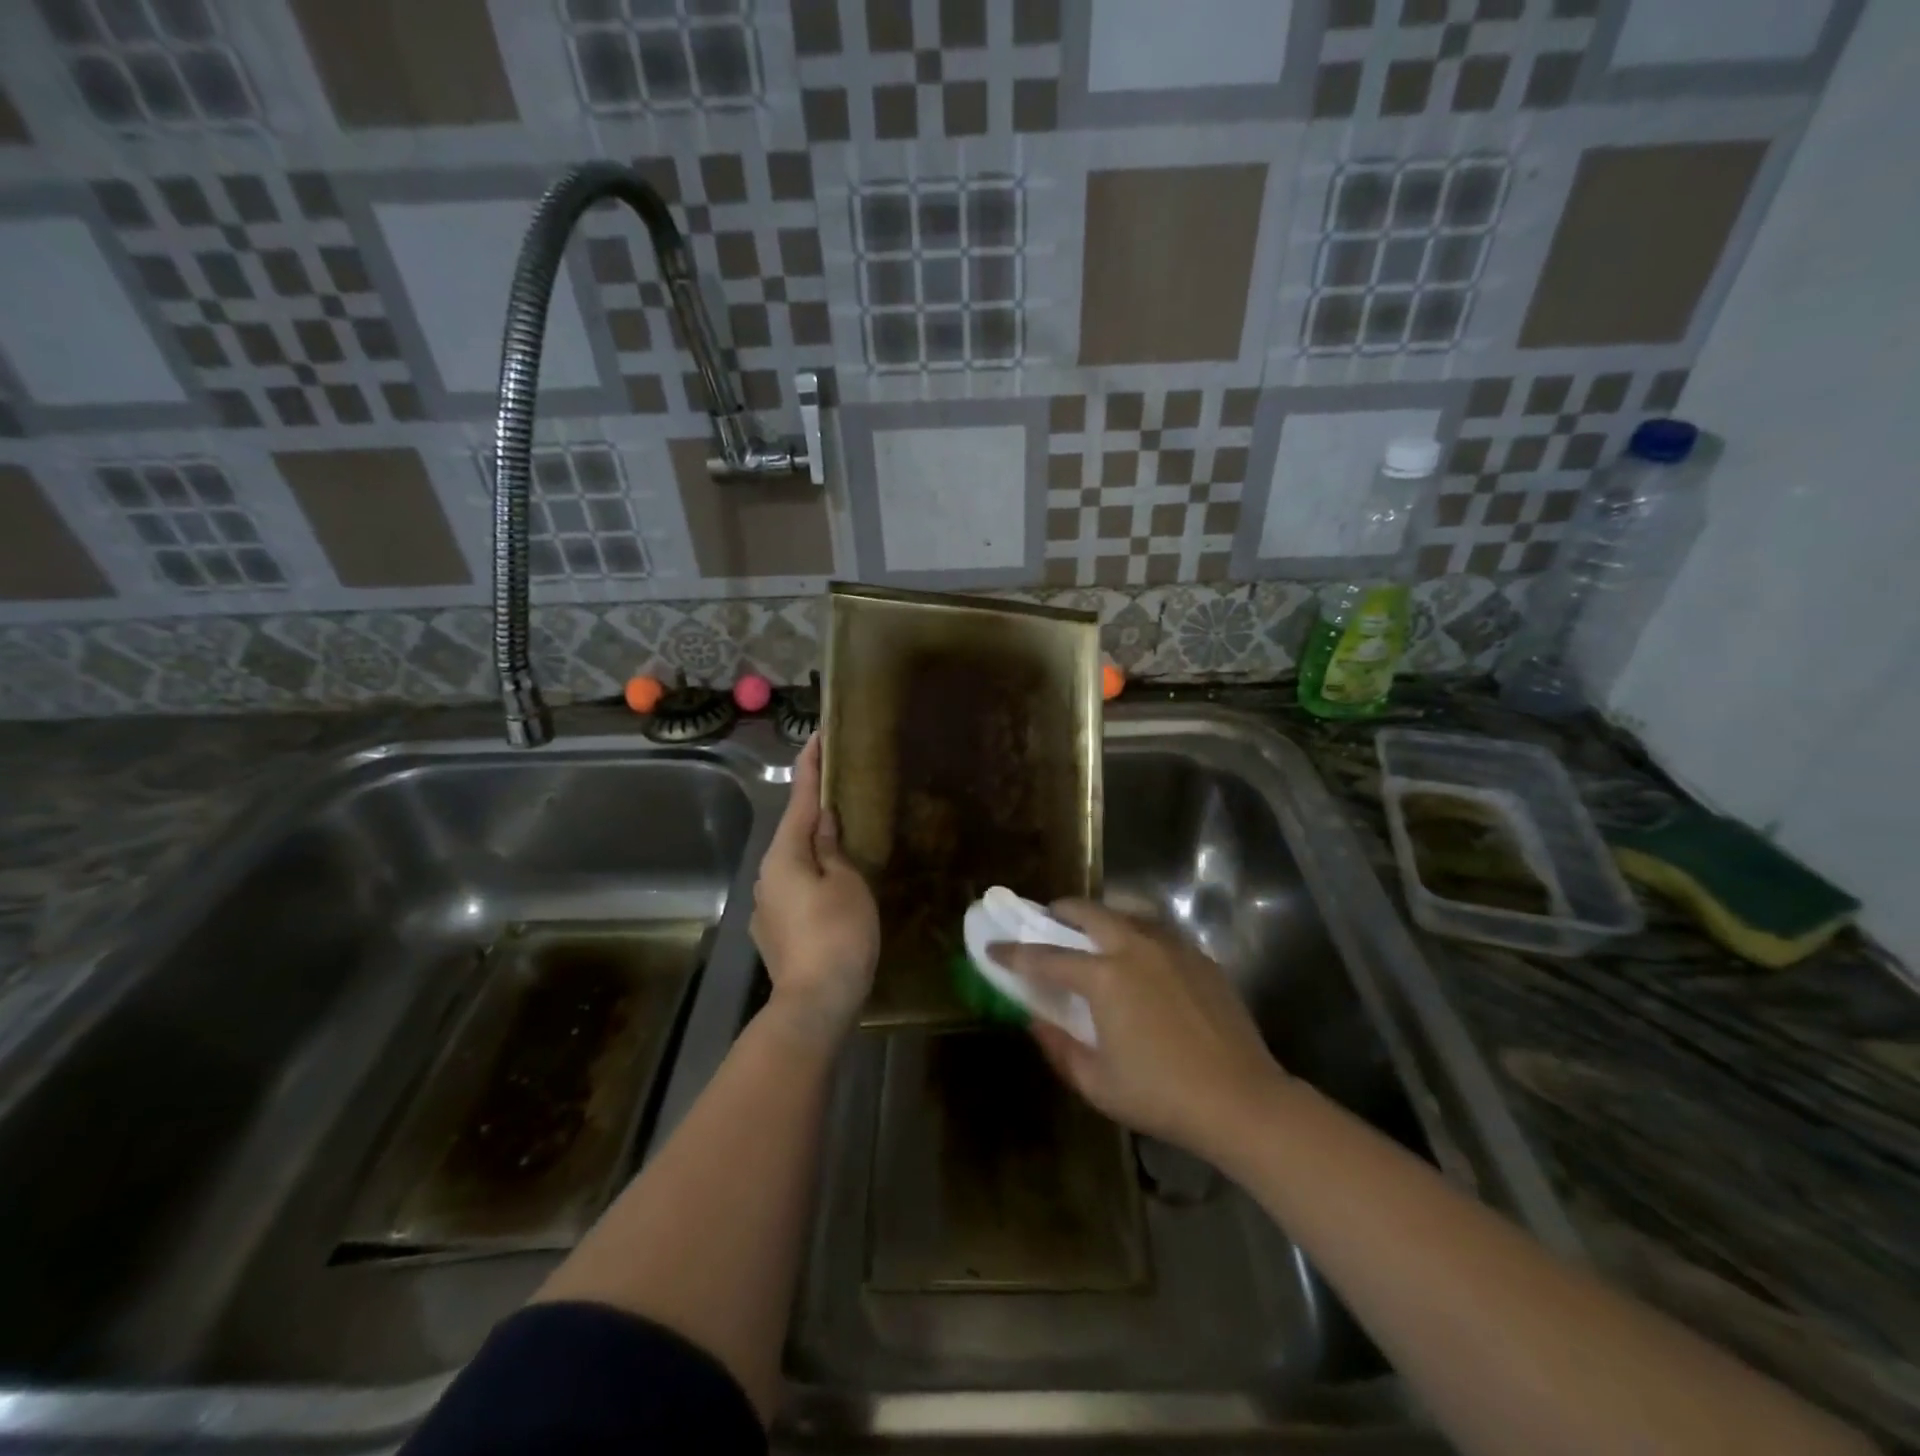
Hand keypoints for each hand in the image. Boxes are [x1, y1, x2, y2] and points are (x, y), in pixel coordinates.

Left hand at [750, 734, 878, 1043]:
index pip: (799, 799)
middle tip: (841, 790)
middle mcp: (766, 875)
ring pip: (793, 863)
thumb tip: (820, 820)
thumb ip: (831, 847)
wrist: (814, 1004)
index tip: (817, 736)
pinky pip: (794, 889)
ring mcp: (766, 906)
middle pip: (793, 832)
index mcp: (784, 856)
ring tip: (842, 839)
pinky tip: (831, 887)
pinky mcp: (773, 931)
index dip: (810, 766)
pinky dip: (811, 878)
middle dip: (813, 810)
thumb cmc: (837, 935)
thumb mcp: (846, 883)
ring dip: (813, 847)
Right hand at [991, 901, 1285, 1161]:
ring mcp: (1172, 947)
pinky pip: (1158, 930)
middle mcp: (1135, 947)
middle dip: (1059, 912)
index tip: (993, 947)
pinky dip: (1135, 931)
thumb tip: (1034, 1020)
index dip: (1014, 952)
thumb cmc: (1161, 1095)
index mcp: (1105, 976)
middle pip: (1088, 912)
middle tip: (1046, 920)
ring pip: (1126, 912)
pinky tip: (1137, 955)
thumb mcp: (1096, 1082)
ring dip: (1100, 916)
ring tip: (1091, 932)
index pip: (1046, 957)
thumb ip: (1058, 1046)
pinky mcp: (1199, 957)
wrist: (1242, 1101)